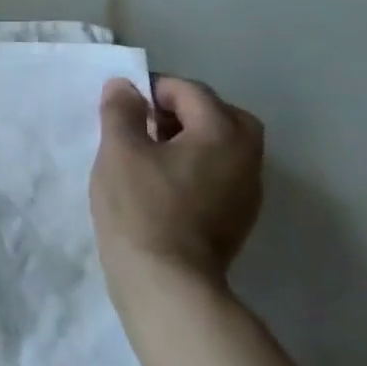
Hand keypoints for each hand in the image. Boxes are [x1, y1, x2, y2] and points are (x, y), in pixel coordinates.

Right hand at [90, 76, 263, 308]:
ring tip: (148, 154)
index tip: (123, 106)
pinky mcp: (238, 216)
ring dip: (190, 139)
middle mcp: (247, 156)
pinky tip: (163, 183)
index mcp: (222, 133)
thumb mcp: (119, 150)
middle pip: (221, 115)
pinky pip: (220, 173)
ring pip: (223, 146)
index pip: (191, 91)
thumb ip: (121, 111)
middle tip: (143, 125)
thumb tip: (124, 85)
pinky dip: (196, 165)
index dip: (154, 89)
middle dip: (182, 111)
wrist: (165, 280)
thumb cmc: (140, 206)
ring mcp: (247, 190)